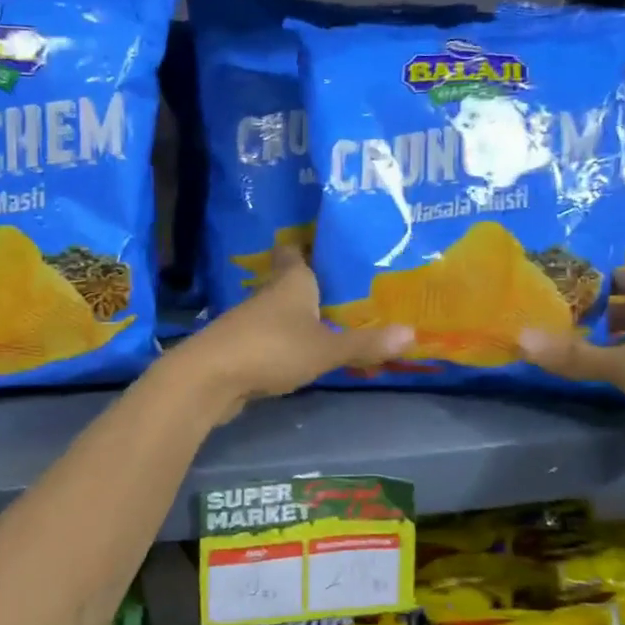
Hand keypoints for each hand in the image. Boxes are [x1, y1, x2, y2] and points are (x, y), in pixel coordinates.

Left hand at [171, 247, 411, 418]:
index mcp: (291, 282)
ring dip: (299, 316)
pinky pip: (270, 338)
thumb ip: (365, 343)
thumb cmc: (272, 349)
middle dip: (313, 284)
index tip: (329, 245)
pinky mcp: (240, 348)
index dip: (310, 246)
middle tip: (346, 288)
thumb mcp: (326, 349)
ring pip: (280, 311)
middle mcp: (269, 294)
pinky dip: (285, 341)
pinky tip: (302, 352)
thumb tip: (413, 333)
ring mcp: (251, 322)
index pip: (296, 251)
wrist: (210, 378)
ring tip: (331, 320)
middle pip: (290, 281)